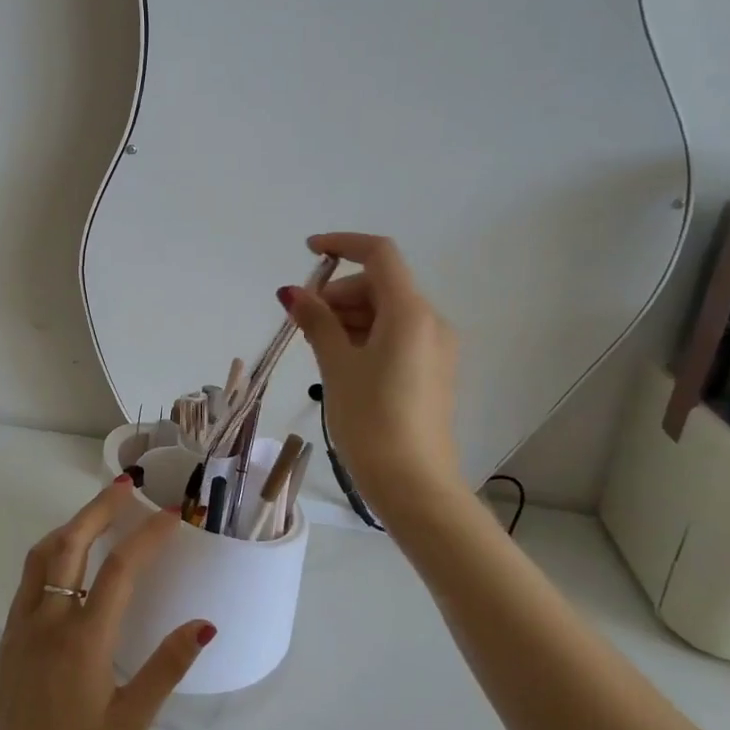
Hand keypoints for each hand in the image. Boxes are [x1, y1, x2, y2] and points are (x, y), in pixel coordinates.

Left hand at [0, 480, 214, 729]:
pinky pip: (30, 578)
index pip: (119, 569)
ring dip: (71, 525)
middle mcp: (49, 621)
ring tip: (98, 513)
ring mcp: (22, 626)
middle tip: (126, 487)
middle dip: (99, 509)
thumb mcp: (131, 723)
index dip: (147, 536)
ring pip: (42, 555)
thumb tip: (203, 624)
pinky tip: (69, 560)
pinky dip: (52, 551)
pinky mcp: (9, 638)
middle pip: (71, 544)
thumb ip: (166, 668)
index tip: (170, 514)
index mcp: (83, 640)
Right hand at [281, 232, 464, 519]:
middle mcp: (431, 322)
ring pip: (387, 312)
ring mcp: (436, 348)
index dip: (343, 245)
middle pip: (381, 285)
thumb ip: (317, 322)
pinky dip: (366, 336)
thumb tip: (293, 293)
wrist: (414, 485)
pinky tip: (341, 362)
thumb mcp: (337, 366)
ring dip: (350, 316)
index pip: (379, 255)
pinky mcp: (433, 371)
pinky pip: (396, 336)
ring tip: (317, 348)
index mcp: (411, 313)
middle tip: (304, 323)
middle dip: (340, 293)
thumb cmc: (371, 420)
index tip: (308, 252)